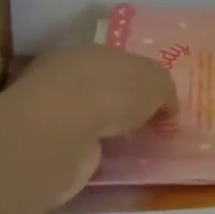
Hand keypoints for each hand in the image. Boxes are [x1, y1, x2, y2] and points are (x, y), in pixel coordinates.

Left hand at [3, 46, 178, 201]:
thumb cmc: (111, 91)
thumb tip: (168, 109)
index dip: (142, 81)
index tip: (159, 104)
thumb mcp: (156, 82)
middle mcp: (68, 74)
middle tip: (150, 128)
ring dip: (109, 132)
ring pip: (90, 118)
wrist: (61, 130)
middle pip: (104, 89)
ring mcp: (53, 110)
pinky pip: (80, 146)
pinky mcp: (46, 144)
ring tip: (136, 149)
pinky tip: (112, 163)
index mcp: (91, 50)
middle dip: (125, 106)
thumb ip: (165, 92)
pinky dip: (95, 153)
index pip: (120, 62)